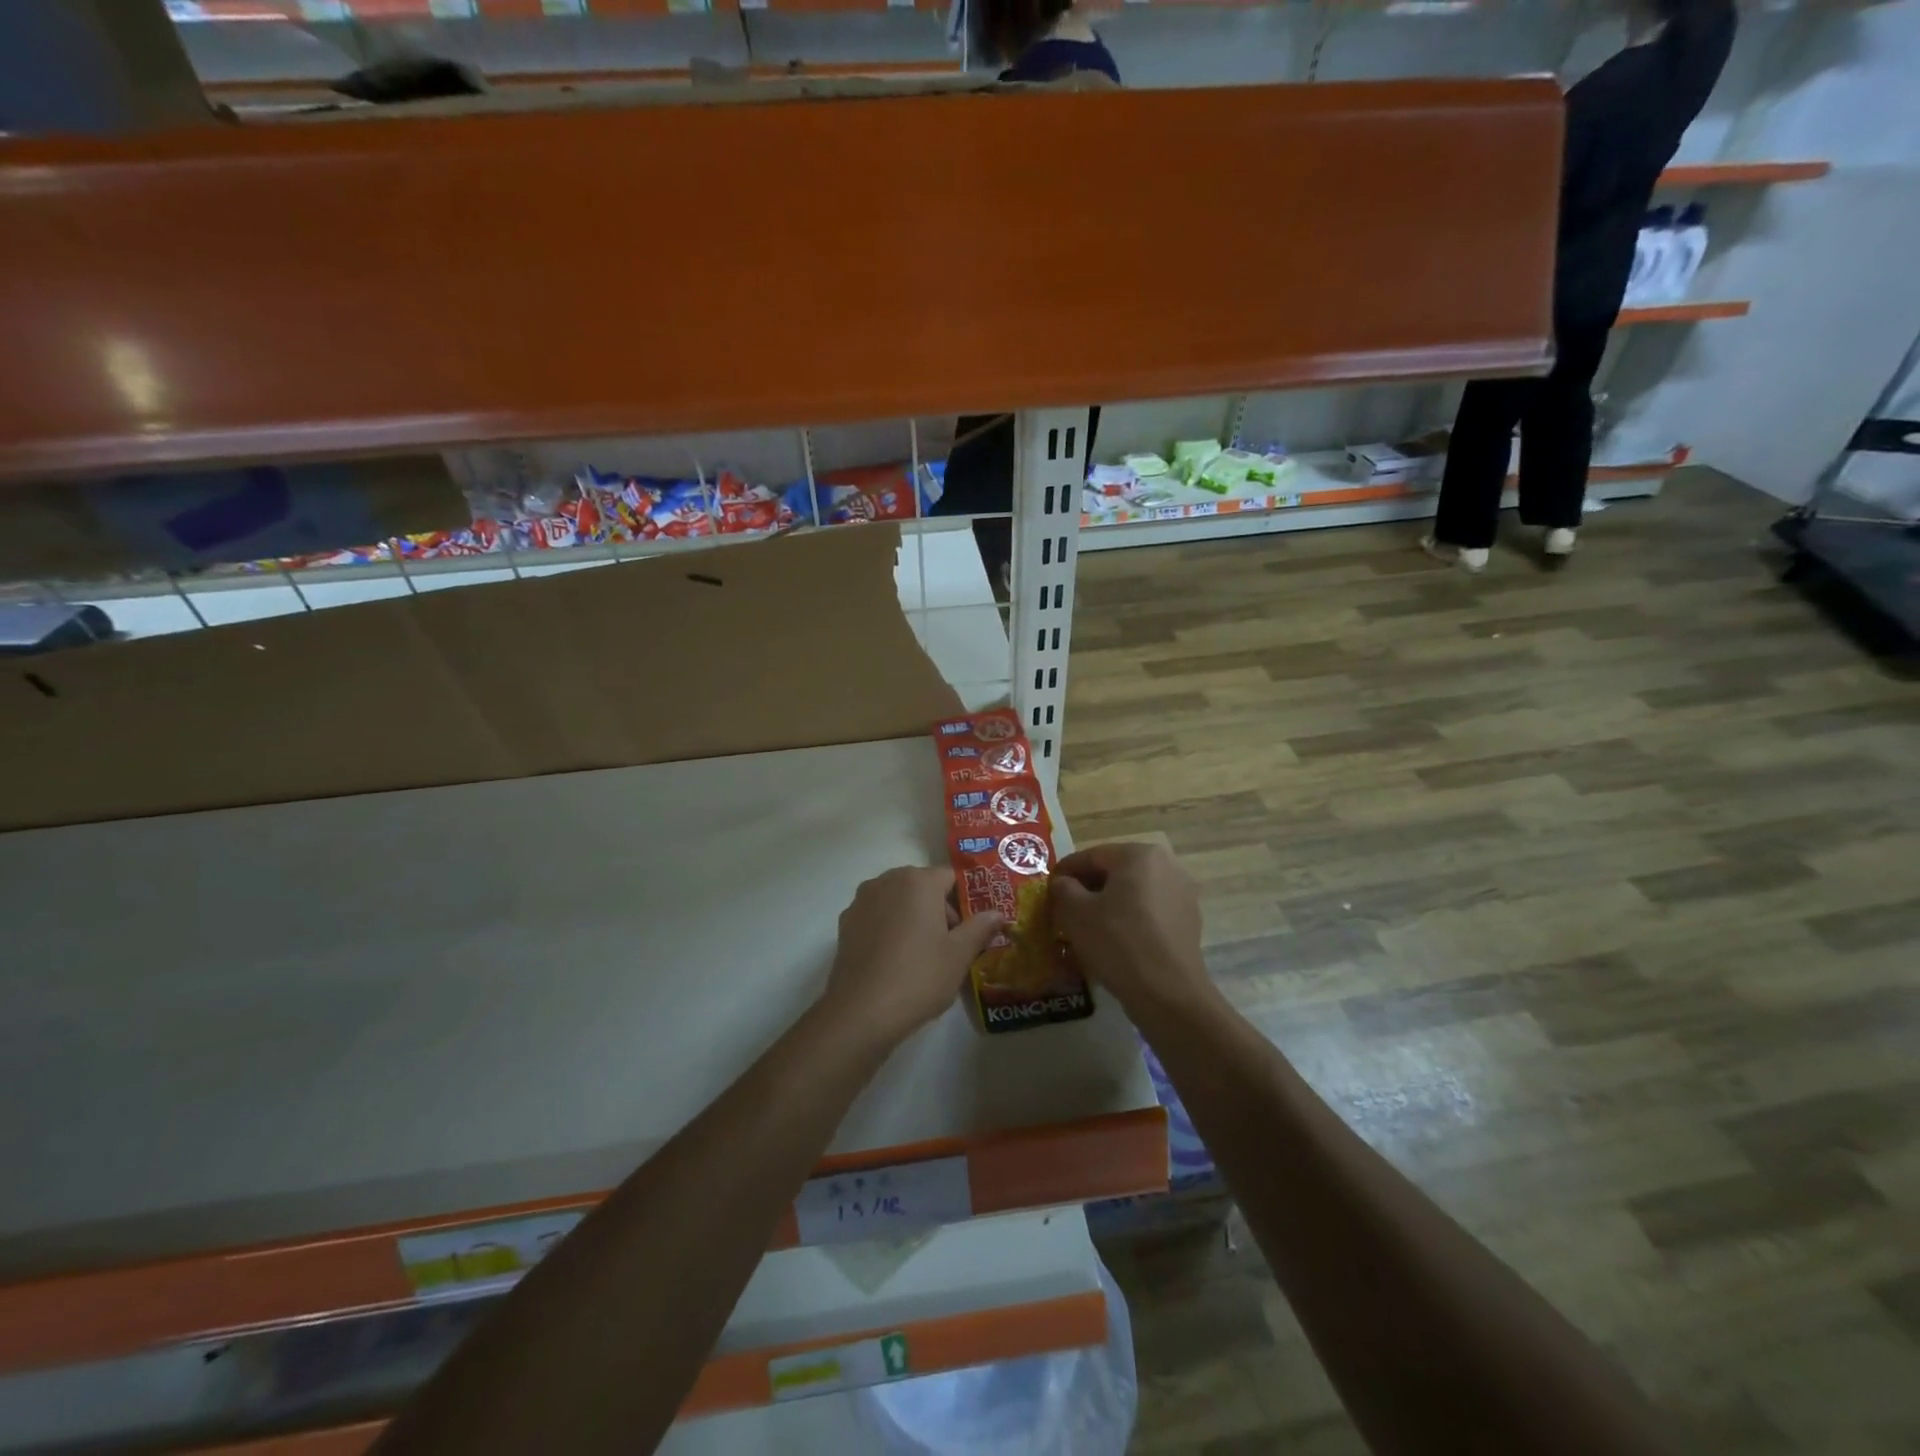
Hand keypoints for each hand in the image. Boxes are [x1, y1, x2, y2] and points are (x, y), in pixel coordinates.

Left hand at [822, 867, 1003, 1046]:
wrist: (861, 1011)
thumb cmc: (919, 976)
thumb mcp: (959, 955)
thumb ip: (980, 927)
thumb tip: (998, 913)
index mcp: (918, 881)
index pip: (950, 878)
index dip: (965, 901)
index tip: (972, 928)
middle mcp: (887, 881)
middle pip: (922, 887)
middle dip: (939, 910)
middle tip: (951, 946)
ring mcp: (862, 901)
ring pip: (898, 901)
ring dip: (913, 918)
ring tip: (922, 955)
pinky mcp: (846, 923)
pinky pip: (877, 916)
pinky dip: (889, 929)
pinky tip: (894, 960)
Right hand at [1051, 843, 1211, 1014]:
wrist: (1168, 994)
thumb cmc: (1118, 942)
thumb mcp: (1075, 912)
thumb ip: (1063, 888)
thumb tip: (1063, 883)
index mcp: (1139, 854)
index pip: (1091, 856)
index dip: (1065, 872)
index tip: (1048, 889)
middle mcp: (1166, 865)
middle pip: (1115, 871)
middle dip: (1088, 887)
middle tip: (1064, 908)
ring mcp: (1182, 892)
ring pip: (1133, 891)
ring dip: (1108, 903)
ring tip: (1086, 925)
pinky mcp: (1189, 920)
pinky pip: (1149, 910)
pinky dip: (1129, 918)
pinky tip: (1114, 939)